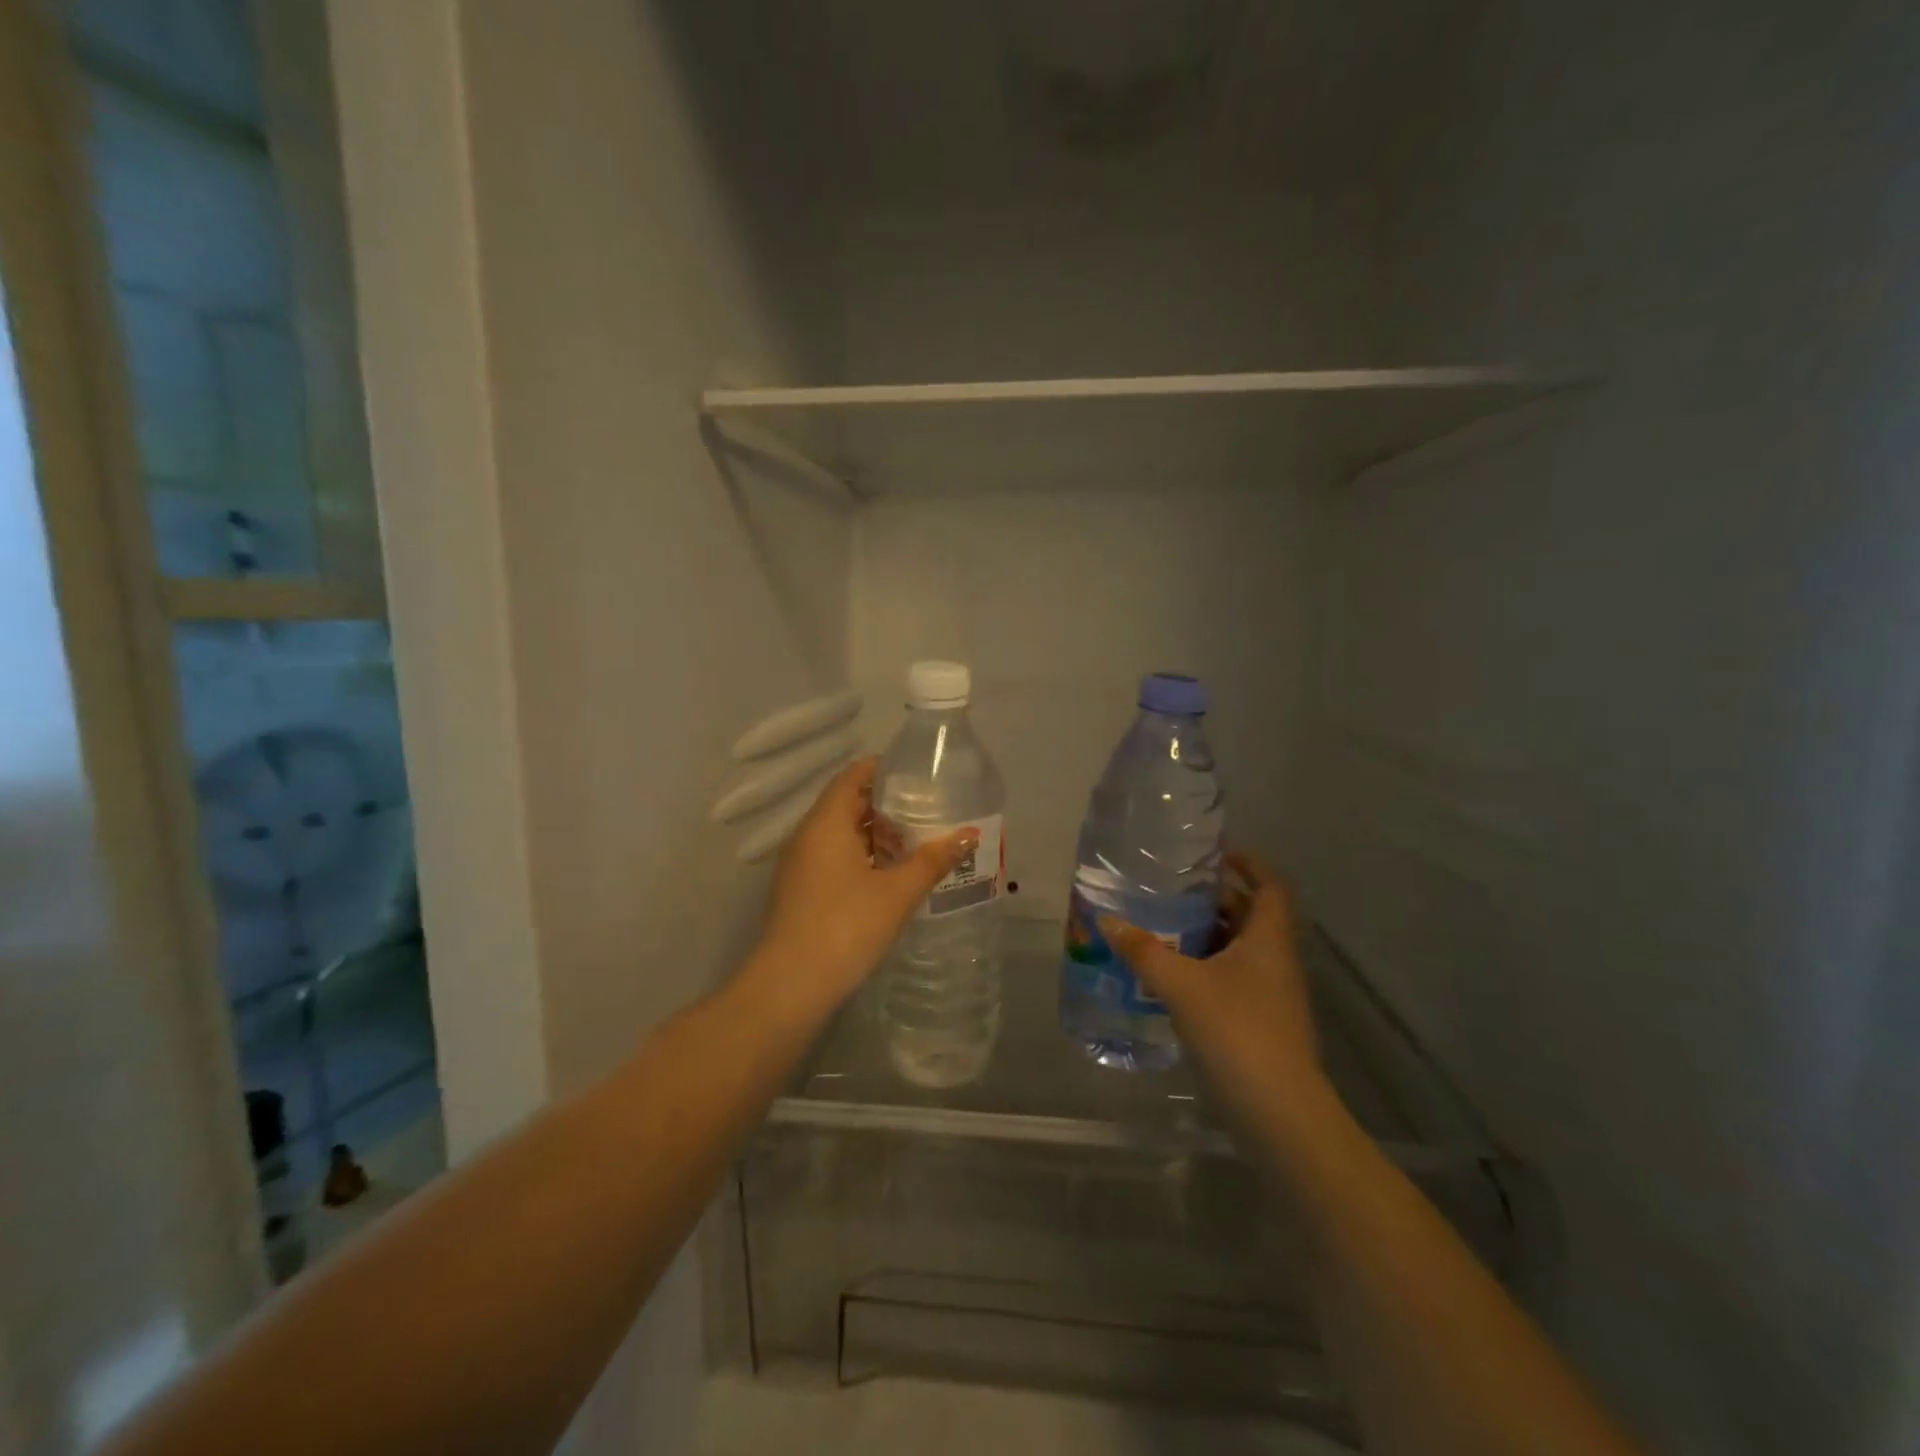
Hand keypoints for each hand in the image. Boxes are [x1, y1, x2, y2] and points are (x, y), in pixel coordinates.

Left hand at [746, 756, 977, 1017]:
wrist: (790, 986)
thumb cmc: (845, 927)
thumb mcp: (897, 892)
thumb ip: (932, 860)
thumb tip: (969, 834)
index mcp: (826, 822)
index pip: (853, 776)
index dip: (884, 769)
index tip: (918, 773)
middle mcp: (808, 835)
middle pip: (847, 803)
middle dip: (886, 804)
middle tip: (928, 809)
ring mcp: (800, 864)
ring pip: (841, 834)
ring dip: (875, 834)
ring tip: (917, 841)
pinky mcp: (801, 890)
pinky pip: (834, 857)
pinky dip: (862, 856)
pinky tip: (890, 875)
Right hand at [1101, 852, 1326, 1114]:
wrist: (1279, 1113)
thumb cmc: (1236, 1031)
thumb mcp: (1181, 985)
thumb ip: (1143, 951)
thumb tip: (1107, 920)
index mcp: (1268, 939)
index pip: (1270, 885)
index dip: (1249, 863)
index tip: (1214, 854)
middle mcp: (1276, 960)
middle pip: (1250, 915)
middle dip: (1214, 899)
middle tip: (1171, 891)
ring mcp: (1272, 993)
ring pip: (1240, 949)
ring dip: (1207, 936)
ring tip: (1163, 928)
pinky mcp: (1262, 1022)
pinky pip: (1234, 978)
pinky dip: (1207, 968)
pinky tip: (1173, 976)